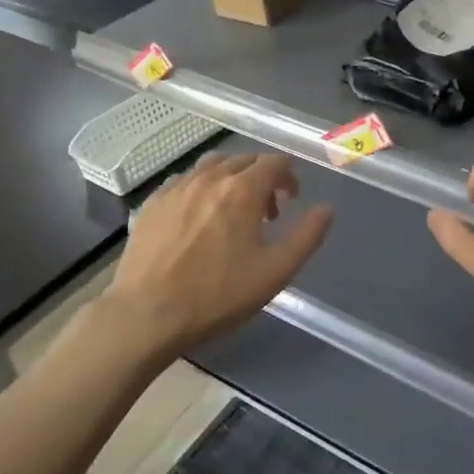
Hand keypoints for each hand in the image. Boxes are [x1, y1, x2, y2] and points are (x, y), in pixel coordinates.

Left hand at [104, 152, 332, 351]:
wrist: (146, 314)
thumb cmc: (217, 295)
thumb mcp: (275, 272)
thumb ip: (307, 236)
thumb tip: (327, 209)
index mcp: (243, 190)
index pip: (274, 162)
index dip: (289, 175)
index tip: (292, 197)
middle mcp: (210, 178)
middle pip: (244, 159)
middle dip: (262, 177)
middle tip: (267, 211)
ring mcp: (178, 187)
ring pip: (213, 165)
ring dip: (232, 178)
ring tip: (233, 209)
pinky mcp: (154, 202)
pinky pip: (185, 180)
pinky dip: (202, 187)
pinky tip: (199, 216)